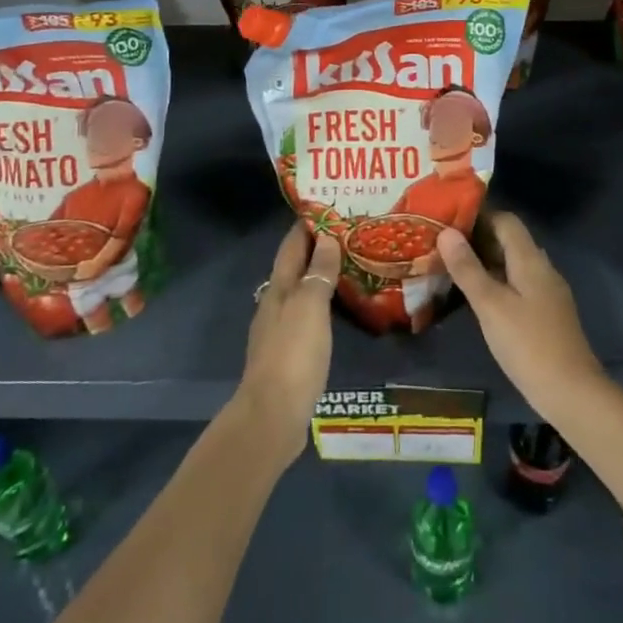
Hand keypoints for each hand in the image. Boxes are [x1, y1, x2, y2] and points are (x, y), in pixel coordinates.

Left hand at [237, 222, 339, 455]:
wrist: (272, 417)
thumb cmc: (292, 355)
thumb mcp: (309, 308)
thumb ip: (318, 273)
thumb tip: (327, 239)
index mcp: (279, 288)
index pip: (292, 245)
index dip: (307, 224)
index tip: (328, 205)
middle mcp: (275, 304)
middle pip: (295, 266)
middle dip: (317, 247)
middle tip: (349, 233)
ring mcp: (280, 330)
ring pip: (301, 291)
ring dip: (321, 275)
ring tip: (350, 265)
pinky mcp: (289, 354)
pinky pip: (308, 315)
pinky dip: (323, 303)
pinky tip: (339, 309)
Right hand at [437, 211, 605, 425]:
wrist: (571, 393)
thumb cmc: (527, 344)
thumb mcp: (490, 305)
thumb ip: (468, 269)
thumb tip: (447, 233)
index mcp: (530, 259)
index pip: (506, 220)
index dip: (479, 215)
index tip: (448, 219)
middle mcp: (541, 268)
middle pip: (509, 241)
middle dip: (478, 238)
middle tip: (442, 243)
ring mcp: (546, 292)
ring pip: (512, 264)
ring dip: (485, 261)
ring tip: (452, 266)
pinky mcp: (545, 314)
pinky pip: (517, 284)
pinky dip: (496, 281)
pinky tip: (476, 297)